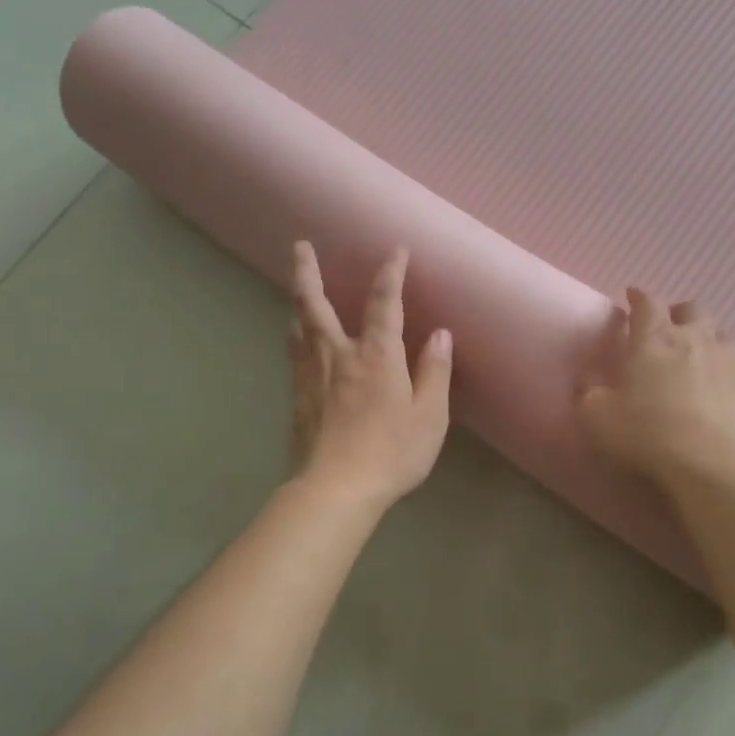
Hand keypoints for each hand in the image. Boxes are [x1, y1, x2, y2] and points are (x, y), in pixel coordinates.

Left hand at [287, 241, 452, 508]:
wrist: (335, 490)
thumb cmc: (392, 453)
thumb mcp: (429, 416)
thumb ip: (434, 372)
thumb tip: (440, 334)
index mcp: (377, 356)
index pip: (385, 302)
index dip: (391, 273)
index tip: (395, 251)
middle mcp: (338, 354)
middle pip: (316, 303)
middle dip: (308, 271)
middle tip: (299, 246)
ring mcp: (311, 375)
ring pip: (298, 326)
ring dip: (298, 301)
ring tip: (298, 289)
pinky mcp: (297, 398)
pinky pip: (294, 354)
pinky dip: (295, 336)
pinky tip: (296, 340)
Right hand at [577, 288, 734, 489]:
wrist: (718, 466)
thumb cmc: (649, 435)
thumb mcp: (596, 418)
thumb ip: (587, 393)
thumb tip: (586, 379)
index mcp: (655, 339)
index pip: (647, 303)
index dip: (638, 298)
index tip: (631, 298)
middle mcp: (698, 338)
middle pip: (691, 309)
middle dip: (677, 314)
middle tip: (667, 330)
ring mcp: (734, 360)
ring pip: (722, 335)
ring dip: (708, 341)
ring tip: (698, 361)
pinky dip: (731, 374)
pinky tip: (726, 394)